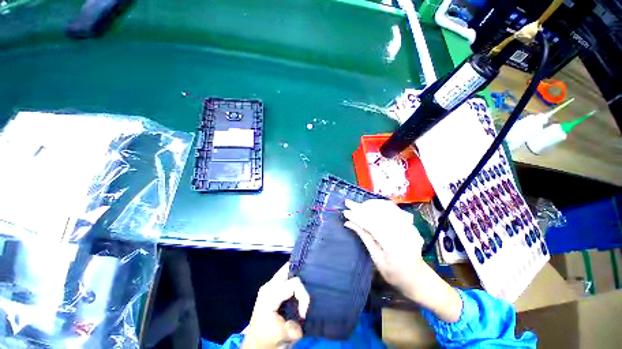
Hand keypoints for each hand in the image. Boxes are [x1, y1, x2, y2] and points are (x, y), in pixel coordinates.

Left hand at [242, 263, 309, 348]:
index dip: (303, 296)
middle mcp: (268, 286)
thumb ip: (293, 328)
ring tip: (301, 292)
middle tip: (307, 288)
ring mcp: (268, 286)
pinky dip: (291, 281)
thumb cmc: (267, 340)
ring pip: (285, 271)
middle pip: (287, 269)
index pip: (294, 283)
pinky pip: (283, 278)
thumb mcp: (282, 337)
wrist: (255, 345)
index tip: (303, 313)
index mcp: (270, 295)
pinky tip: (295, 292)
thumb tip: (302, 320)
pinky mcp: (269, 289)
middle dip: (299, 276)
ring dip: (295, 278)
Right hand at [344, 199, 462, 322]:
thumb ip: (364, 237)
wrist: (418, 277)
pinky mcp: (409, 223)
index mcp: (394, 246)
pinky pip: (393, 209)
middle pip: (379, 214)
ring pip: (386, 208)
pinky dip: (380, 205)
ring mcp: (409, 226)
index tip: (345, 211)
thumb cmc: (395, 274)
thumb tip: (349, 223)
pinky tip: (370, 205)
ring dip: (370, 204)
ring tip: (358, 205)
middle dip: (361, 207)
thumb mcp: (376, 259)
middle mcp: (403, 232)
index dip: (357, 217)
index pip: (372, 225)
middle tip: (348, 203)